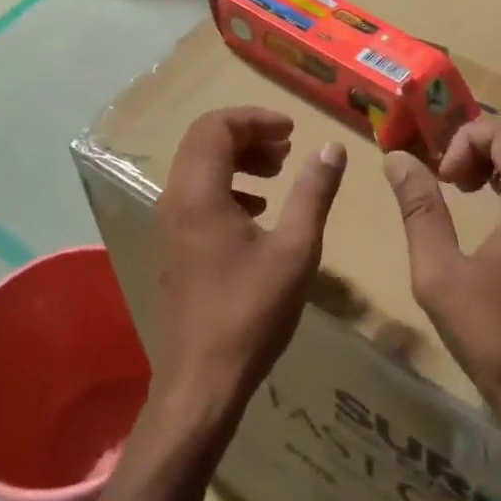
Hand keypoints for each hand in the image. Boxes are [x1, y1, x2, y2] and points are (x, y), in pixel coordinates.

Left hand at [152, 108, 345, 430]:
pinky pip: (196, 194)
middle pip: (204, 141)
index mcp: (199, 192)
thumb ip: (313, 193)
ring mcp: (169, 224)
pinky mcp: (174, 245)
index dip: (255, 118)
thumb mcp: (295, 249)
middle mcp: (174, 199)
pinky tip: (258, 210)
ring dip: (238, 159)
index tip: (292, 129)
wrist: (201, 382)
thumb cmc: (251, 312)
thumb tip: (332, 148)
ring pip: (198, 167)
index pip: (216, 126)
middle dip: (248, 135)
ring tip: (277, 173)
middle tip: (287, 147)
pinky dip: (227, 185)